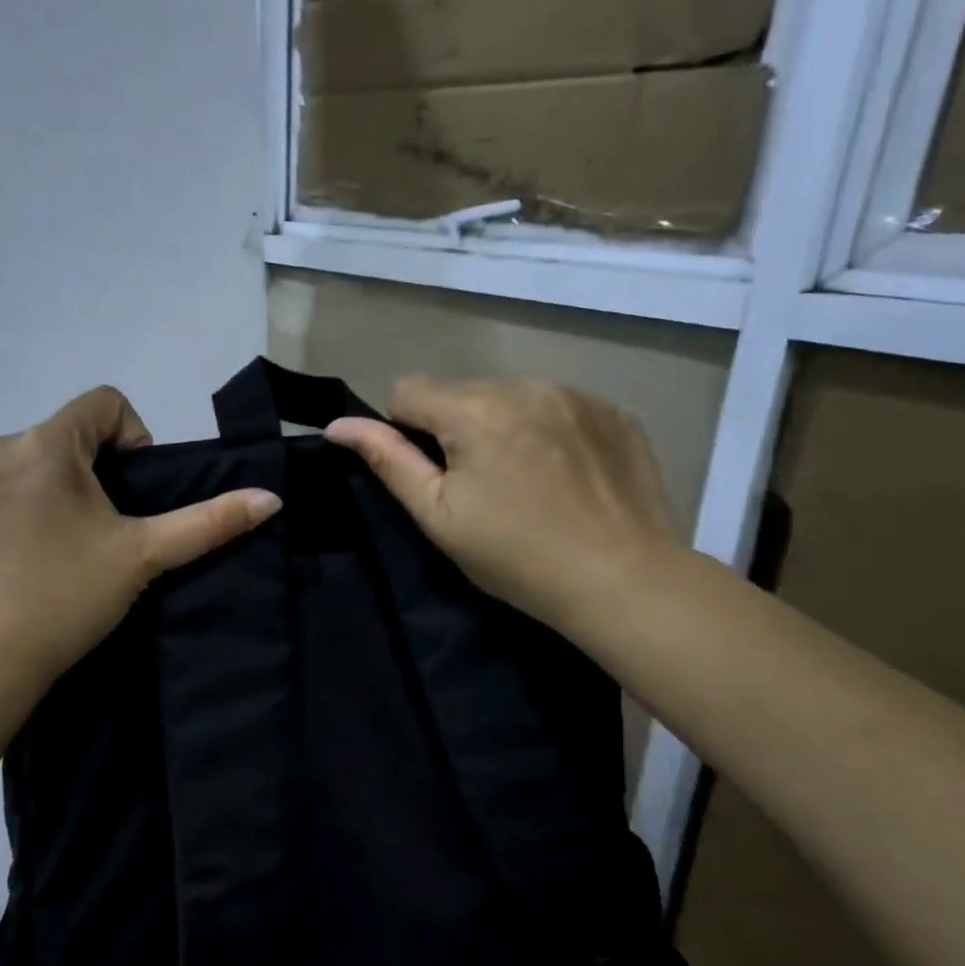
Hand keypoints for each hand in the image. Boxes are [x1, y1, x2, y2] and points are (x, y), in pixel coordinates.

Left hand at [0, 386, 281, 700]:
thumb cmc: (65, 598)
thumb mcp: (143, 556)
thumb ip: (209, 522)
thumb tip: (271, 498)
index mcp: (44, 444)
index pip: (104, 403)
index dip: (135, 439)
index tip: (133, 497)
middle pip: (64, 438)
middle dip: (92, 475)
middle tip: (102, 536)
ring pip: (24, 466)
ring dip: (51, 493)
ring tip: (60, 553)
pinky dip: (10, 515)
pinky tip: (16, 565)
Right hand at [326, 377, 678, 638]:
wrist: (625, 580)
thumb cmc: (517, 557)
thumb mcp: (439, 516)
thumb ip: (387, 460)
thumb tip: (339, 425)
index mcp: (474, 410)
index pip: (407, 390)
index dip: (406, 431)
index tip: (434, 476)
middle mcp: (525, 385)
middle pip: (461, 392)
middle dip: (457, 428)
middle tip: (482, 488)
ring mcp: (576, 394)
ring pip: (511, 397)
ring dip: (503, 426)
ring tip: (528, 482)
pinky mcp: (614, 412)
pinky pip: (558, 406)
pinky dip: (549, 431)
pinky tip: (566, 476)